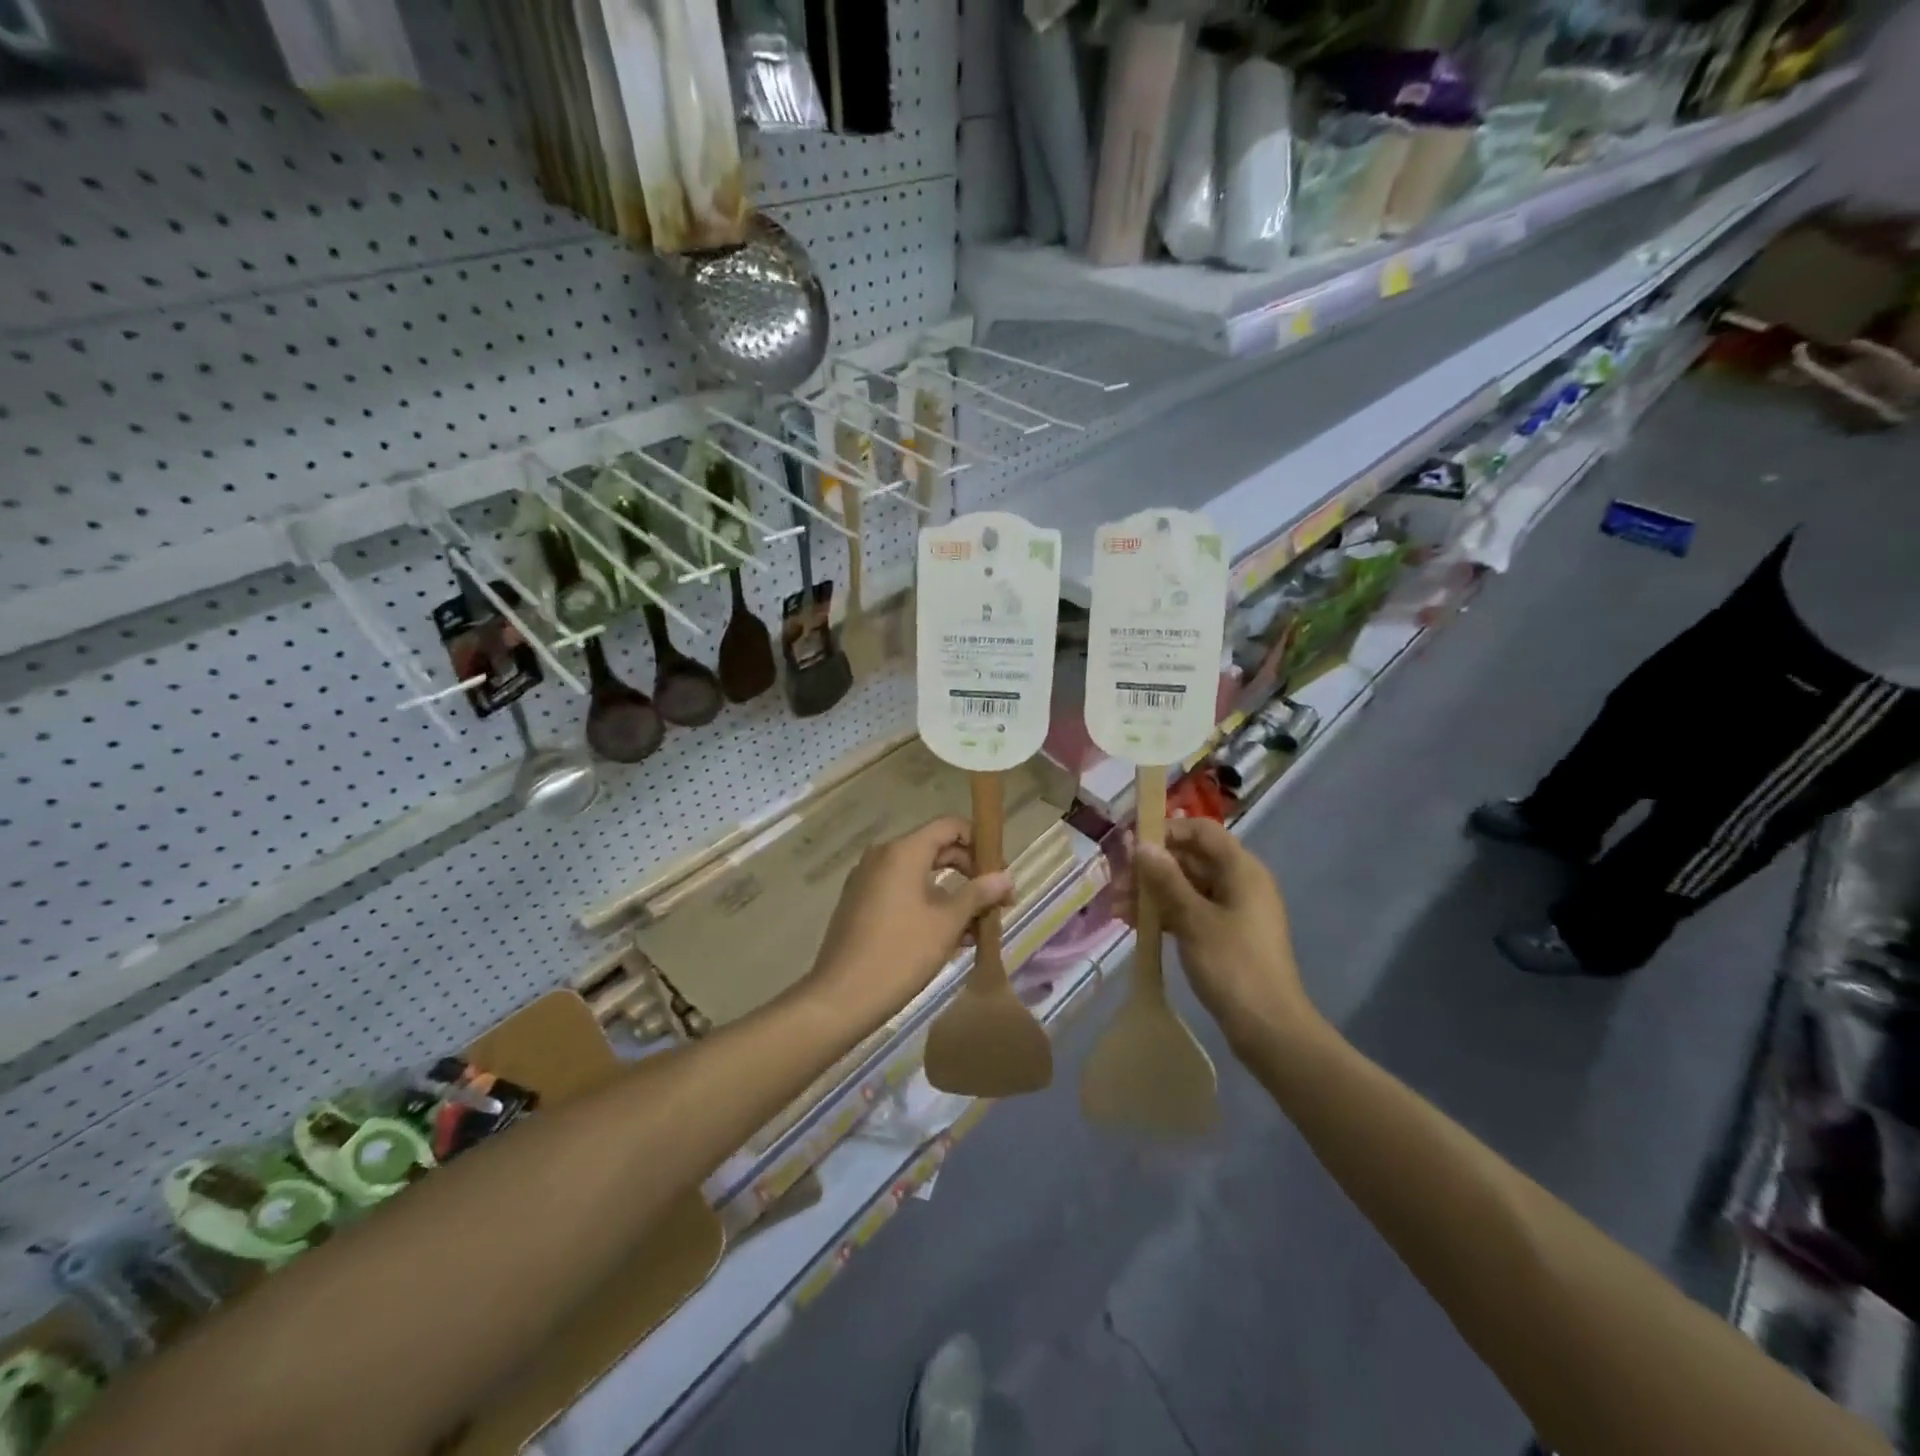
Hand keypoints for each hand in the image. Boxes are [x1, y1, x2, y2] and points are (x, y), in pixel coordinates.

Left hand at [806, 817, 1015, 1028]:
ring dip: (952, 895)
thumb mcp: (947, 923)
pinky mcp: (860, 904)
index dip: (979, 843)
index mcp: (903, 852)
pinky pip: (902, 892)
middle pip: (936, 849)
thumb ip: (978, 894)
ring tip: (977, 929)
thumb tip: (1006, 877)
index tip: (999, 872)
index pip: (949, 826)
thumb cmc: (900, 953)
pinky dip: (928, 905)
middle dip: (970, 872)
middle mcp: (882, 856)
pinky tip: (949, 938)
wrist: (841, 997)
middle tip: (996, 901)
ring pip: (920, 875)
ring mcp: (867, 880)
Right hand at [1126, 818, 1322, 1049]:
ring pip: (1185, 886)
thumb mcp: (1194, 919)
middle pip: (1190, 858)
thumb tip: (1141, 844)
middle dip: (1151, 866)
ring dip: (1152, 892)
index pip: (1201, 830)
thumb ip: (1166, 879)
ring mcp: (1232, 910)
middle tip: (1116, 881)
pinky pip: (1189, 911)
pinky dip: (1164, 913)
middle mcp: (1239, 883)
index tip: (1131, 844)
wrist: (1268, 1029)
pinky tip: (1133, 923)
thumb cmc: (1233, 966)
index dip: (1166, 830)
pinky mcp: (1224, 935)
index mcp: (1242, 870)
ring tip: (1117, 907)